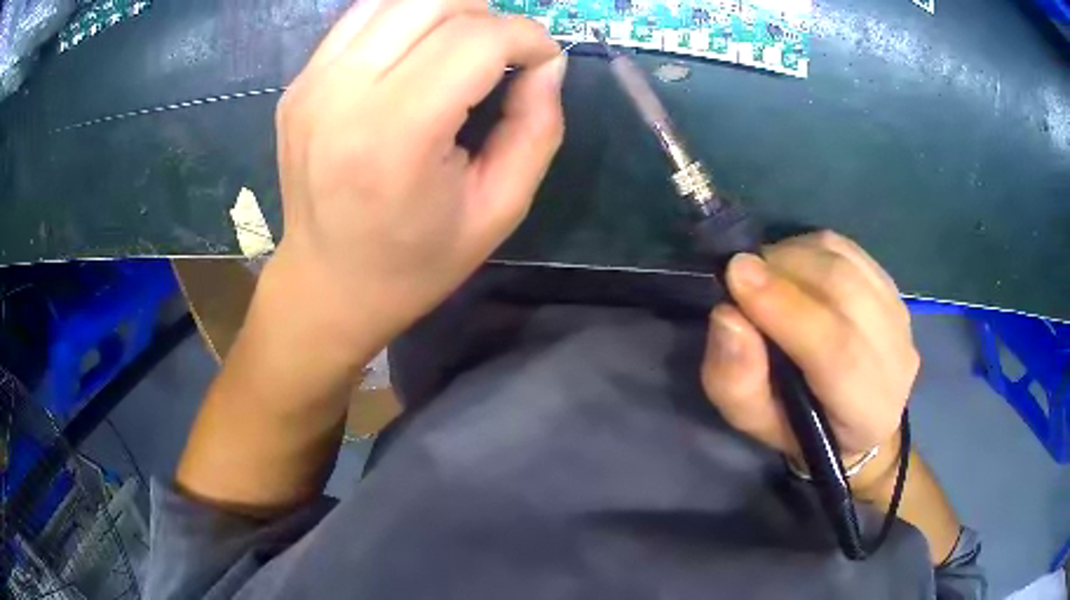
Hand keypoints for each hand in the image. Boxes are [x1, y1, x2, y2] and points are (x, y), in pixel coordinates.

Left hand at [268, 0, 565, 358]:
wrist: (327, 284)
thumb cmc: (416, 261)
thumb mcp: (500, 209)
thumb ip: (538, 127)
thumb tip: (547, 64)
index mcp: (396, 134)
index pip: (477, 39)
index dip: (527, 37)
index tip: (544, 59)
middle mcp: (343, 94)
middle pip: (433, 3)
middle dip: (488, 14)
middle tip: (504, 51)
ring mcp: (312, 83)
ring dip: (445, 11)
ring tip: (464, 47)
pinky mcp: (298, 83)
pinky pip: (361, 19)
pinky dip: (402, 20)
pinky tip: (416, 53)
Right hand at [701, 232, 918, 467]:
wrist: (855, 421)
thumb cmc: (799, 429)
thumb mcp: (755, 421)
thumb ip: (738, 381)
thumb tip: (728, 316)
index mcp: (865, 411)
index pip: (836, 351)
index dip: (786, 308)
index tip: (737, 275)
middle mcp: (896, 360)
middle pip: (845, 292)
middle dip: (784, 270)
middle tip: (740, 272)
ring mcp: (900, 318)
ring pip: (847, 262)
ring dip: (795, 255)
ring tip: (764, 271)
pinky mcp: (893, 289)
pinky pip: (851, 250)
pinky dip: (813, 247)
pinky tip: (793, 264)